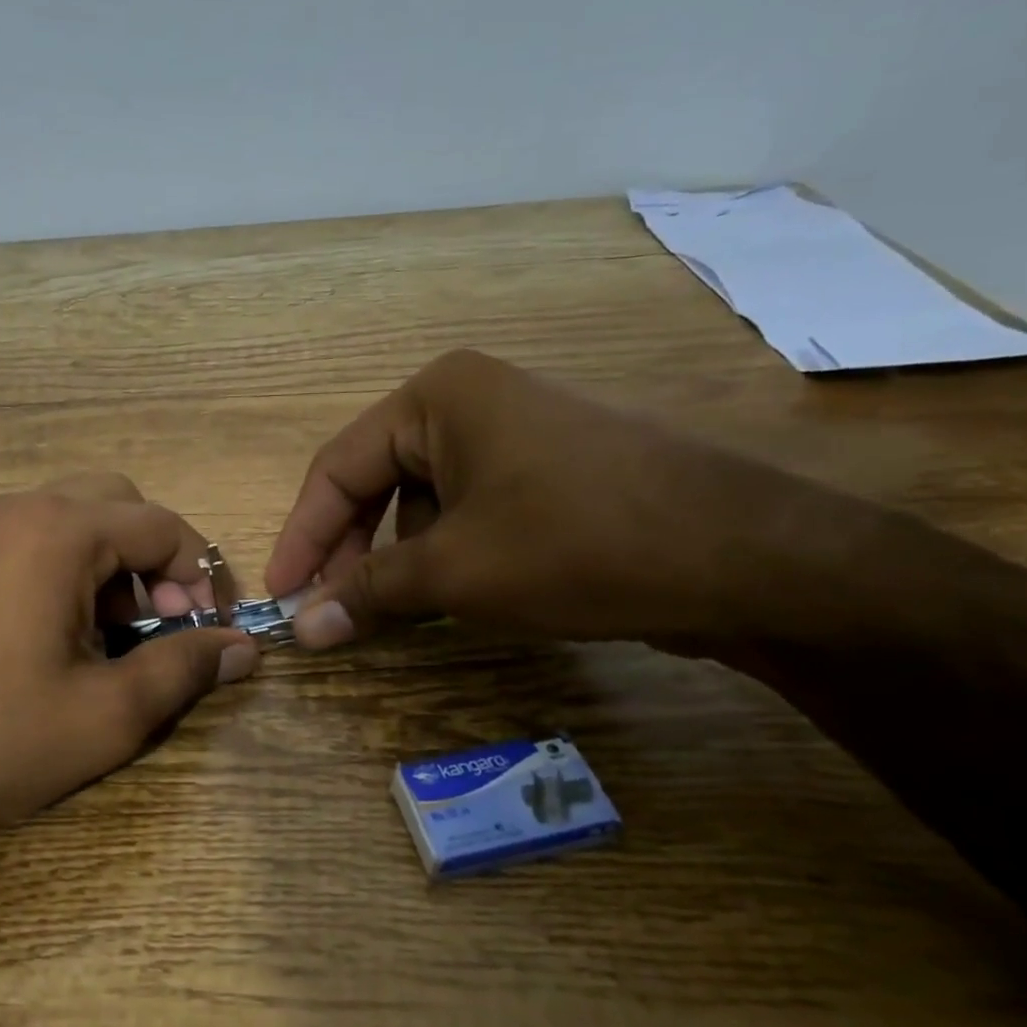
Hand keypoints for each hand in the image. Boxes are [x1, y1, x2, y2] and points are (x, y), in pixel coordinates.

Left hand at [0, 474, 257, 853]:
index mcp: (59, 532)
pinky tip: (62, 634)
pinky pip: (33, 538)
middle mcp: (18, 510)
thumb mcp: (108, 713)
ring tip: (115, 637)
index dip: (202, 574)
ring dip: (113, 564)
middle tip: (162, 624)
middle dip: (157, 559)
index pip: (163, 526)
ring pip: (75, 518)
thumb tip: (244, 649)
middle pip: (119, 505)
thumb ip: (185, 668)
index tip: (211, 629)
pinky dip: (69, 568)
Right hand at [264, 349, 836, 649]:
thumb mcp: (454, 571)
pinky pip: (470, 509)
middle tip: (329, 609)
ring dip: (397, 556)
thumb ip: (367, 592)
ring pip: (423, 500)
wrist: (746, 557)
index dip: (302, 536)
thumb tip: (302, 628)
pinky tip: (450, 596)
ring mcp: (517, 433)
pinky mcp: (550, 470)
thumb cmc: (575, 543)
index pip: (338, 468)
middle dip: (350, 548)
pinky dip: (445, 553)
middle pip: (378, 480)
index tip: (280, 594)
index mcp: (437, 398)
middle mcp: (471, 401)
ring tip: (390, 609)